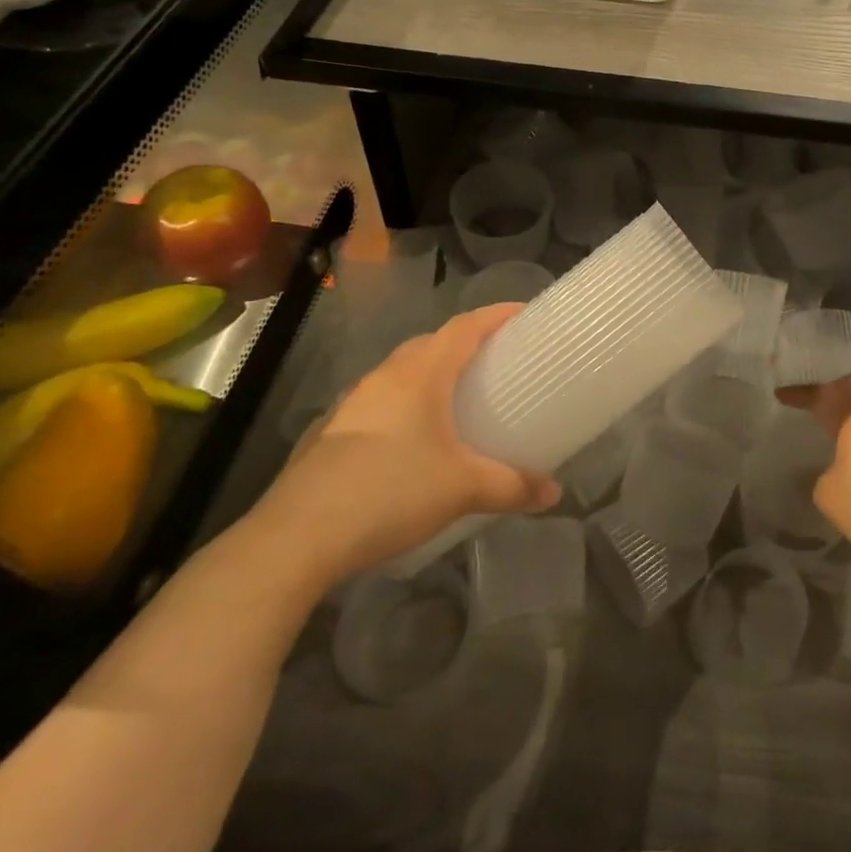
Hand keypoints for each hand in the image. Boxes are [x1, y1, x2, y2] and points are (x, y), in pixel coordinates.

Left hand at [253, 305, 559, 586]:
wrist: (297, 537)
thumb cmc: (390, 492)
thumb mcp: (463, 489)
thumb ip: (512, 486)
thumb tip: (553, 493)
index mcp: (421, 373)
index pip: (465, 325)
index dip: (497, 315)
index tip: (525, 314)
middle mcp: (386, 376)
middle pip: (432, 343)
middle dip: (465, 344)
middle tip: (496, 362)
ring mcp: (353, 403)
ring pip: (402, 373)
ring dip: (432, 375)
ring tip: (457, 399)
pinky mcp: (332, 432)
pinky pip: (380, 402)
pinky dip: (405, 405)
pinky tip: (412, 440)